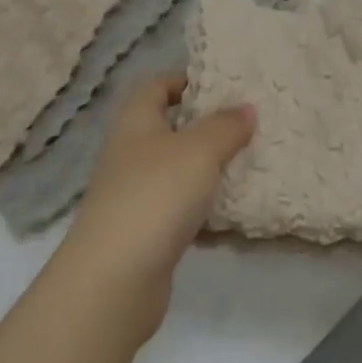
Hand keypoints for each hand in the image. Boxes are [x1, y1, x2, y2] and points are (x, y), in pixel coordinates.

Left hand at [61, 74, 254, 341]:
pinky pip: (179, 210)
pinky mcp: (143, 233)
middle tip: (246, 124)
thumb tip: (246, 107)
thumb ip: (226, 126)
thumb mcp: (200, 150)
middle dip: (206, 126)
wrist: (113, 282)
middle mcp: (130, 152)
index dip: (188, 80)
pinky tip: (232, 215)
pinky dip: (202, 211)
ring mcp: (134, 194)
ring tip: (248, 165)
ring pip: (177, 170)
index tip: (225, 85)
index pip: (159, 85)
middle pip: (170, 127)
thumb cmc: (156, 195)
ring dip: (208, 170)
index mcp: (136, 120)